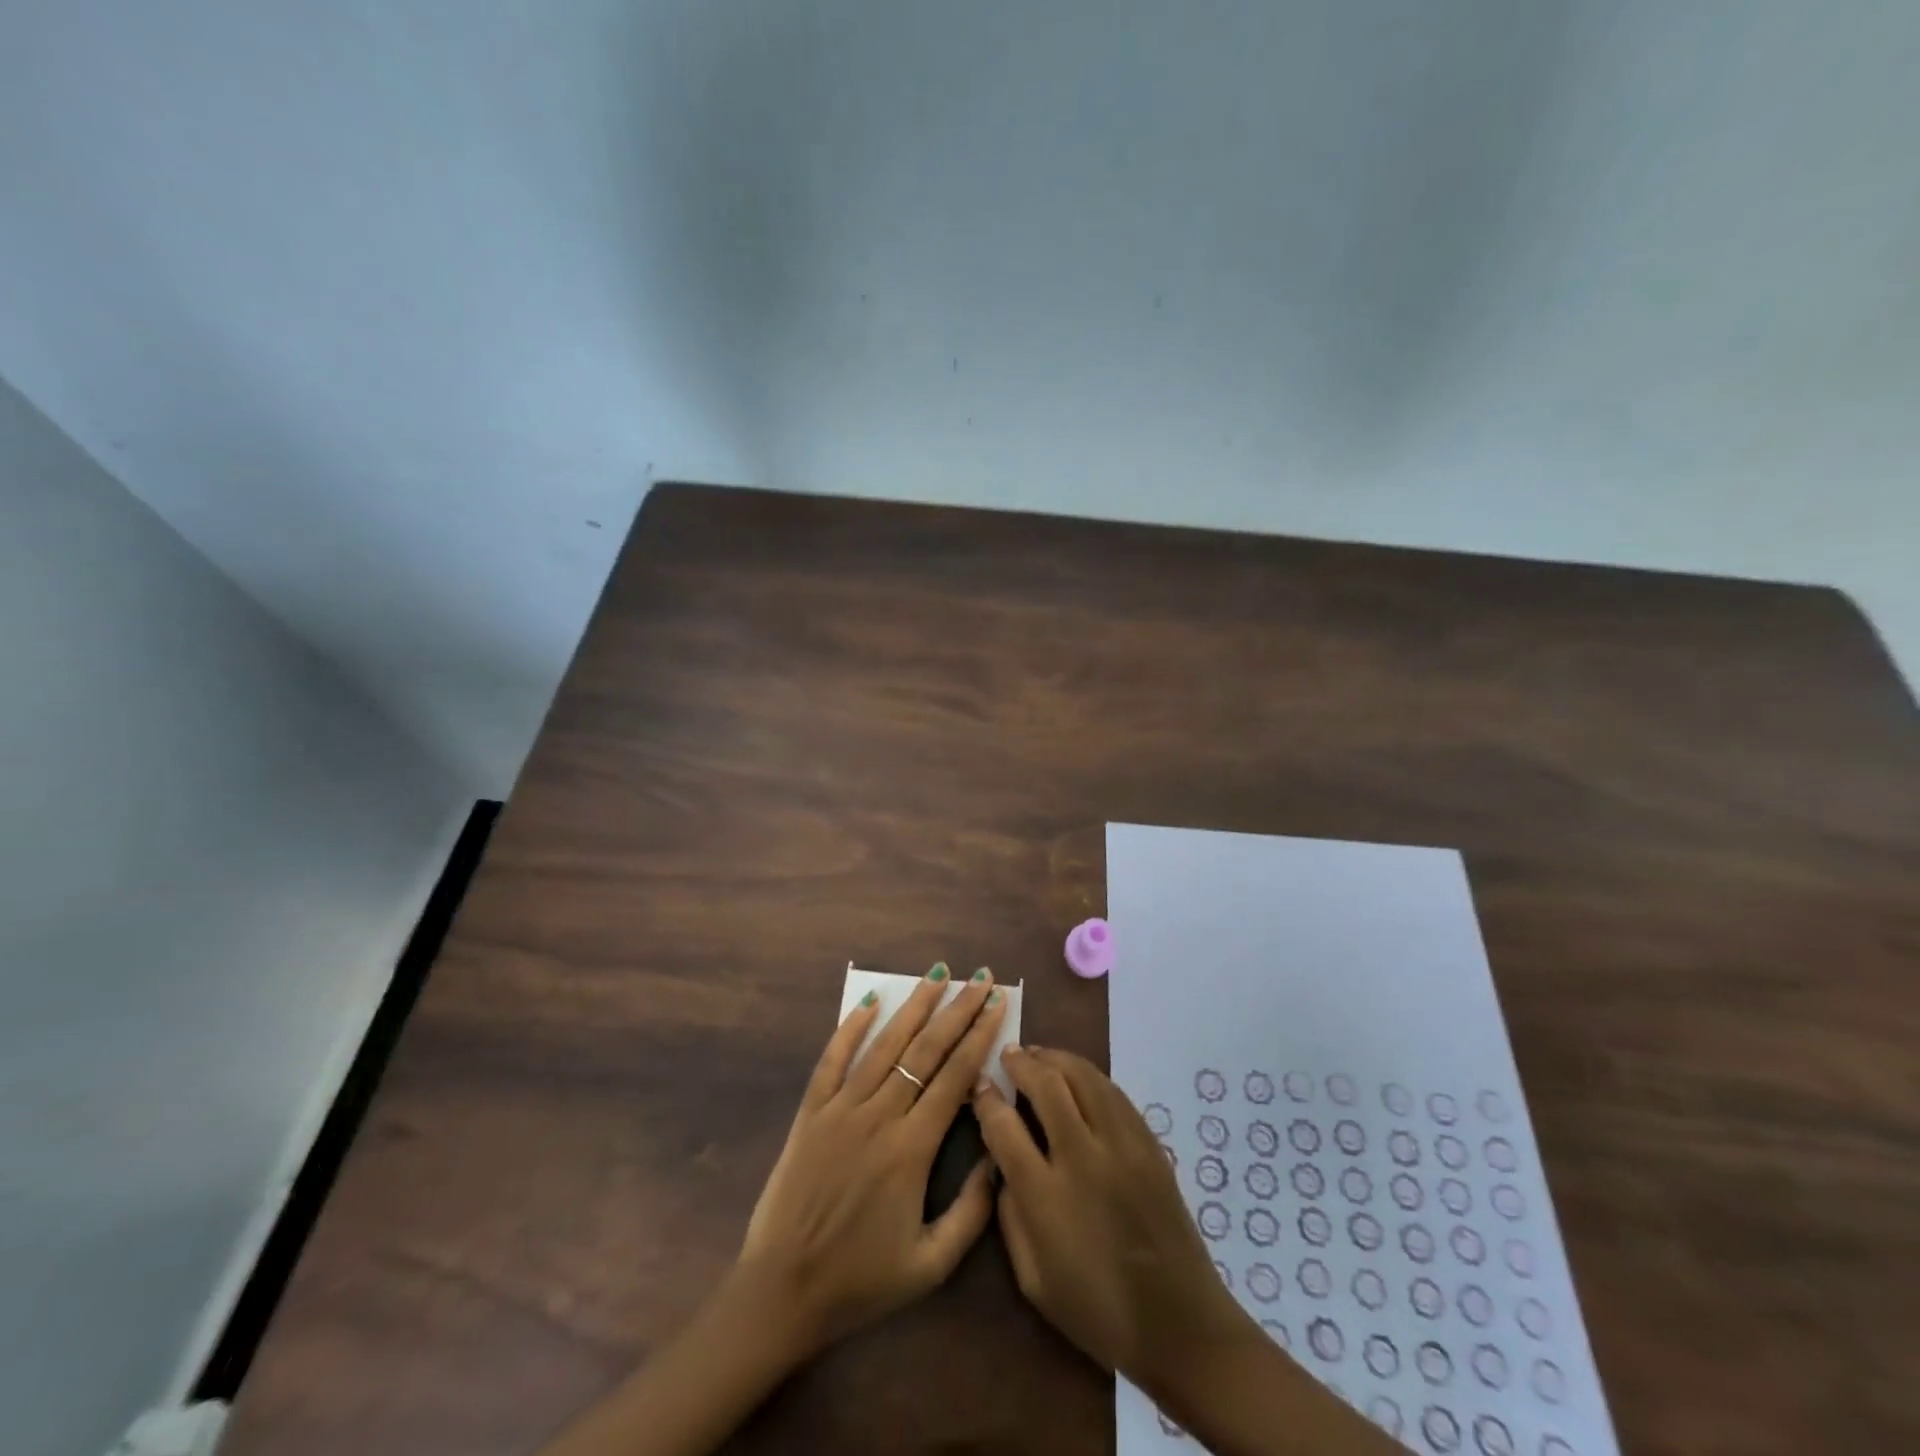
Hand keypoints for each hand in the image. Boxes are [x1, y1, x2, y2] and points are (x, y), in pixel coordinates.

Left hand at [737, 964, 1009, 1354]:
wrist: (783, 1291)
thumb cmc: (860, 1281)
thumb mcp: (930, 1264)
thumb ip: (972, 1212)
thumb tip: (998, 1156)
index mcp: (912, 1149)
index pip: (955, 1076)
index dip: (979, 1036)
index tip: (997, 1004)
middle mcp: (879, 1117)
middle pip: (926, 1050)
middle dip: (957, 1010)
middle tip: (980, 978)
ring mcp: (841, 1109)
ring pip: (884, 1045)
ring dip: (914, 1007)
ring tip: (936, 974)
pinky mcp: (811, 1113)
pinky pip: (832, 1060)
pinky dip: (850, 1027)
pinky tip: (869, 1000)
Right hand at [971, 1046, 1247, 1400]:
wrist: (1179, 1324)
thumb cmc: (1097, 1310)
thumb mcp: (1031, 1279)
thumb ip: (1008, 1214)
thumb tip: (1001, 1163)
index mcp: (1046, 1196)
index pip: (1004, 1126)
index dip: (986, 1098)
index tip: (979, 1084)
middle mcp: (1083, 1158)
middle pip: (1046, 1085)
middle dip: (1021, 1062)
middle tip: (1008, 1054)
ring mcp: (1122, 1145)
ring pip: (1083, 1076)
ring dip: (1055, 1058)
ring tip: (1038, 1055)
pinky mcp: (1149, 1143)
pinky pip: (1113, 1092)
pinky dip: (1088, 1075)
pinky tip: (1076, 1076)